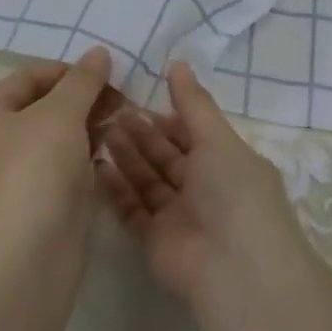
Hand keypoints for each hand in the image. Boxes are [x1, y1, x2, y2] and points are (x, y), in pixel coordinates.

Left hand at [0, 47, 113, 249]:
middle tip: (122, 98)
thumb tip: (98, 52)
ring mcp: (15, 176)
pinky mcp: (37, 203)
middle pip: (43, 106)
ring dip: (89, 126)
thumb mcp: (61, 113)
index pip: (29, 76)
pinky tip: (112, 153)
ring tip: (124, 121)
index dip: (68, 70)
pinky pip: (64, 167)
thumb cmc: (35, 169)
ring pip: (57, 138)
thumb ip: (82, 80)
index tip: (106, 75)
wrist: (27, 254)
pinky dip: (86, 156)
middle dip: (83, 99)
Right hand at [100, 62, 304, 304]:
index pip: (191, 135)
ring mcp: (178, 216)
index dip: (166, 116)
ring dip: (125, 157)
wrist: (235, 268)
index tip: (136, 96)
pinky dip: (115, 190)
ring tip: (98, 130)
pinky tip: (96, 167)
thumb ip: (194, 103)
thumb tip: (178, 63)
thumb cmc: (234, 192)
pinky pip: (132, 210)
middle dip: (140, 134)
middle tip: (109, 111)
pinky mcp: (155, 240)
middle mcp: (203, 189)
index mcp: (225, 163)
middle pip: (165, 156)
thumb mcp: (218, 139)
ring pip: (147, 181)